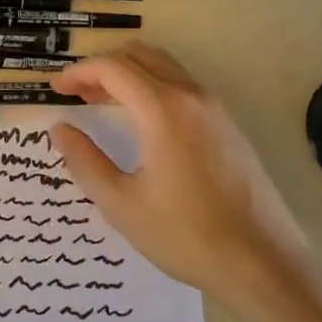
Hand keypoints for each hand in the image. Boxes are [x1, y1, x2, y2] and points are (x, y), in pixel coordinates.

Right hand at [49, 43, 311, 313]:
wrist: (264, 265)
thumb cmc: (185, 235)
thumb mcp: (121, 203)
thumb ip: (84, 160)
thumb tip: (60, 129)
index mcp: (163, 110)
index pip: (113, 68)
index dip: (79, 73)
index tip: (57, 90)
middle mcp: (191, 97)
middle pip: (139, 56)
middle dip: (102, 67)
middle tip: (77, 93)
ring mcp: (215, 109)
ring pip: (164, 67)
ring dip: (129, 75)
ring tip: (102, 102)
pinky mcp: (229, 126)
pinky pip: (182, 87)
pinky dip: (152, 88)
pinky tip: (141, 122)